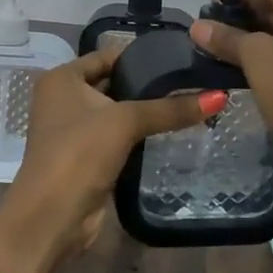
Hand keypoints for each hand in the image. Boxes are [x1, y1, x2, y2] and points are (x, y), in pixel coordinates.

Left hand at [0, 49, 223, 272]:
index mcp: (62, 78)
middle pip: (113, 82)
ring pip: (116, 111)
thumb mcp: (125, 122)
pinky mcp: (86, 156)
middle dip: (147, 83)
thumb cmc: (79, 154)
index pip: (108, 55)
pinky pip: (117, 135)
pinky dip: (138, 133)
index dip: (141, 55)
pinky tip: (170, 130)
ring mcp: (73, 129)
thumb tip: (220, 96)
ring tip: (189, 101)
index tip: (180, 56)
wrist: (52, 218)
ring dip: (145, 111)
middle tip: (191, 79)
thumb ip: (170, 109)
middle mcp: (63, 98)